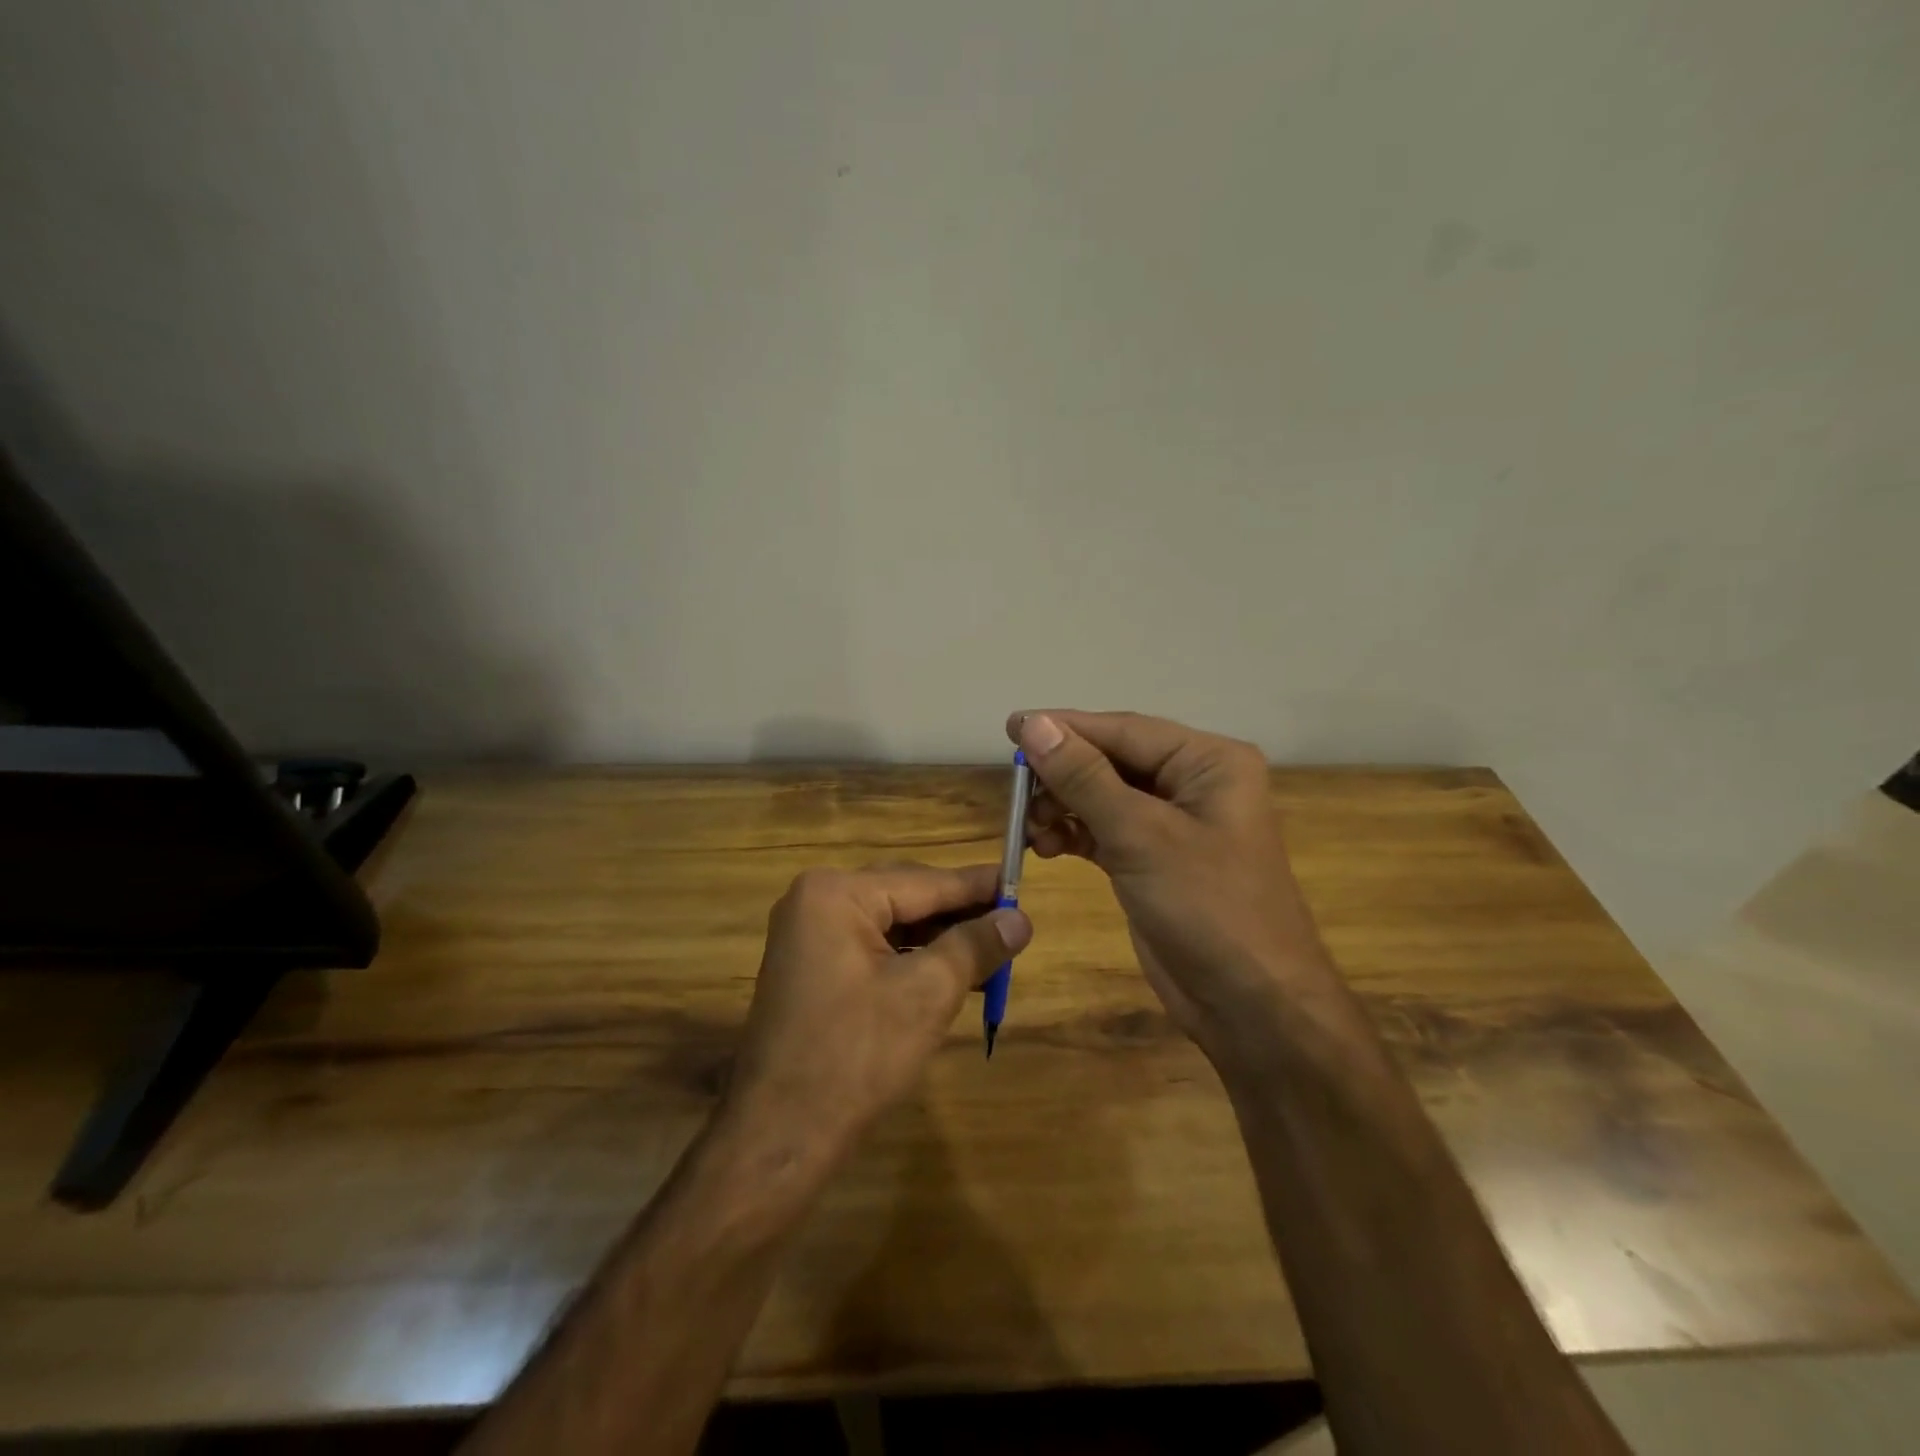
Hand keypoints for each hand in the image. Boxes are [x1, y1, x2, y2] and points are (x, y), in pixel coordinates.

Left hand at [720, 863, 1030, 1164]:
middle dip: (959, 914)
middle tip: (1013, 920)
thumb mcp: (927, 994)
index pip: (924, 881)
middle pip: (906, 897)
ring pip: (891, 924)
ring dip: (939, 939)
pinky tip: (950, 972)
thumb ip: (975, 946)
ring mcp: (808, 935)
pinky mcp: (811, 968)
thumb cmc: (856, 1056)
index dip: (977, 885)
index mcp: (836, 894)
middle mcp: (816, 901)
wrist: (780, 1136)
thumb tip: (1021, 918)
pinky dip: (912, 958)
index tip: (1021, 880)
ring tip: (992, 951)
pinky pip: (872, 948)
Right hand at [1007, 710, 1330, 1058]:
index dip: (1064, 728)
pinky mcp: (1153, 860)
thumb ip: (1085, 777)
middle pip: (1111, 760)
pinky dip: (1073, 834)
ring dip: (1063, 807)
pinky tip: (1045, 846)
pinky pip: (1104, 830)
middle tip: (1016, 791)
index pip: (1124, 730)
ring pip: (1103, 796)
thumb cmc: (1207, 907)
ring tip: (1029, 828)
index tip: (1010, 727)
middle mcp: (1192, 783)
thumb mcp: (1141, 835)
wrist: (1250, 1006)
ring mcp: (1172, 824)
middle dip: (1062, 775)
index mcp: (1208, 762)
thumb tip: (1034, 724)